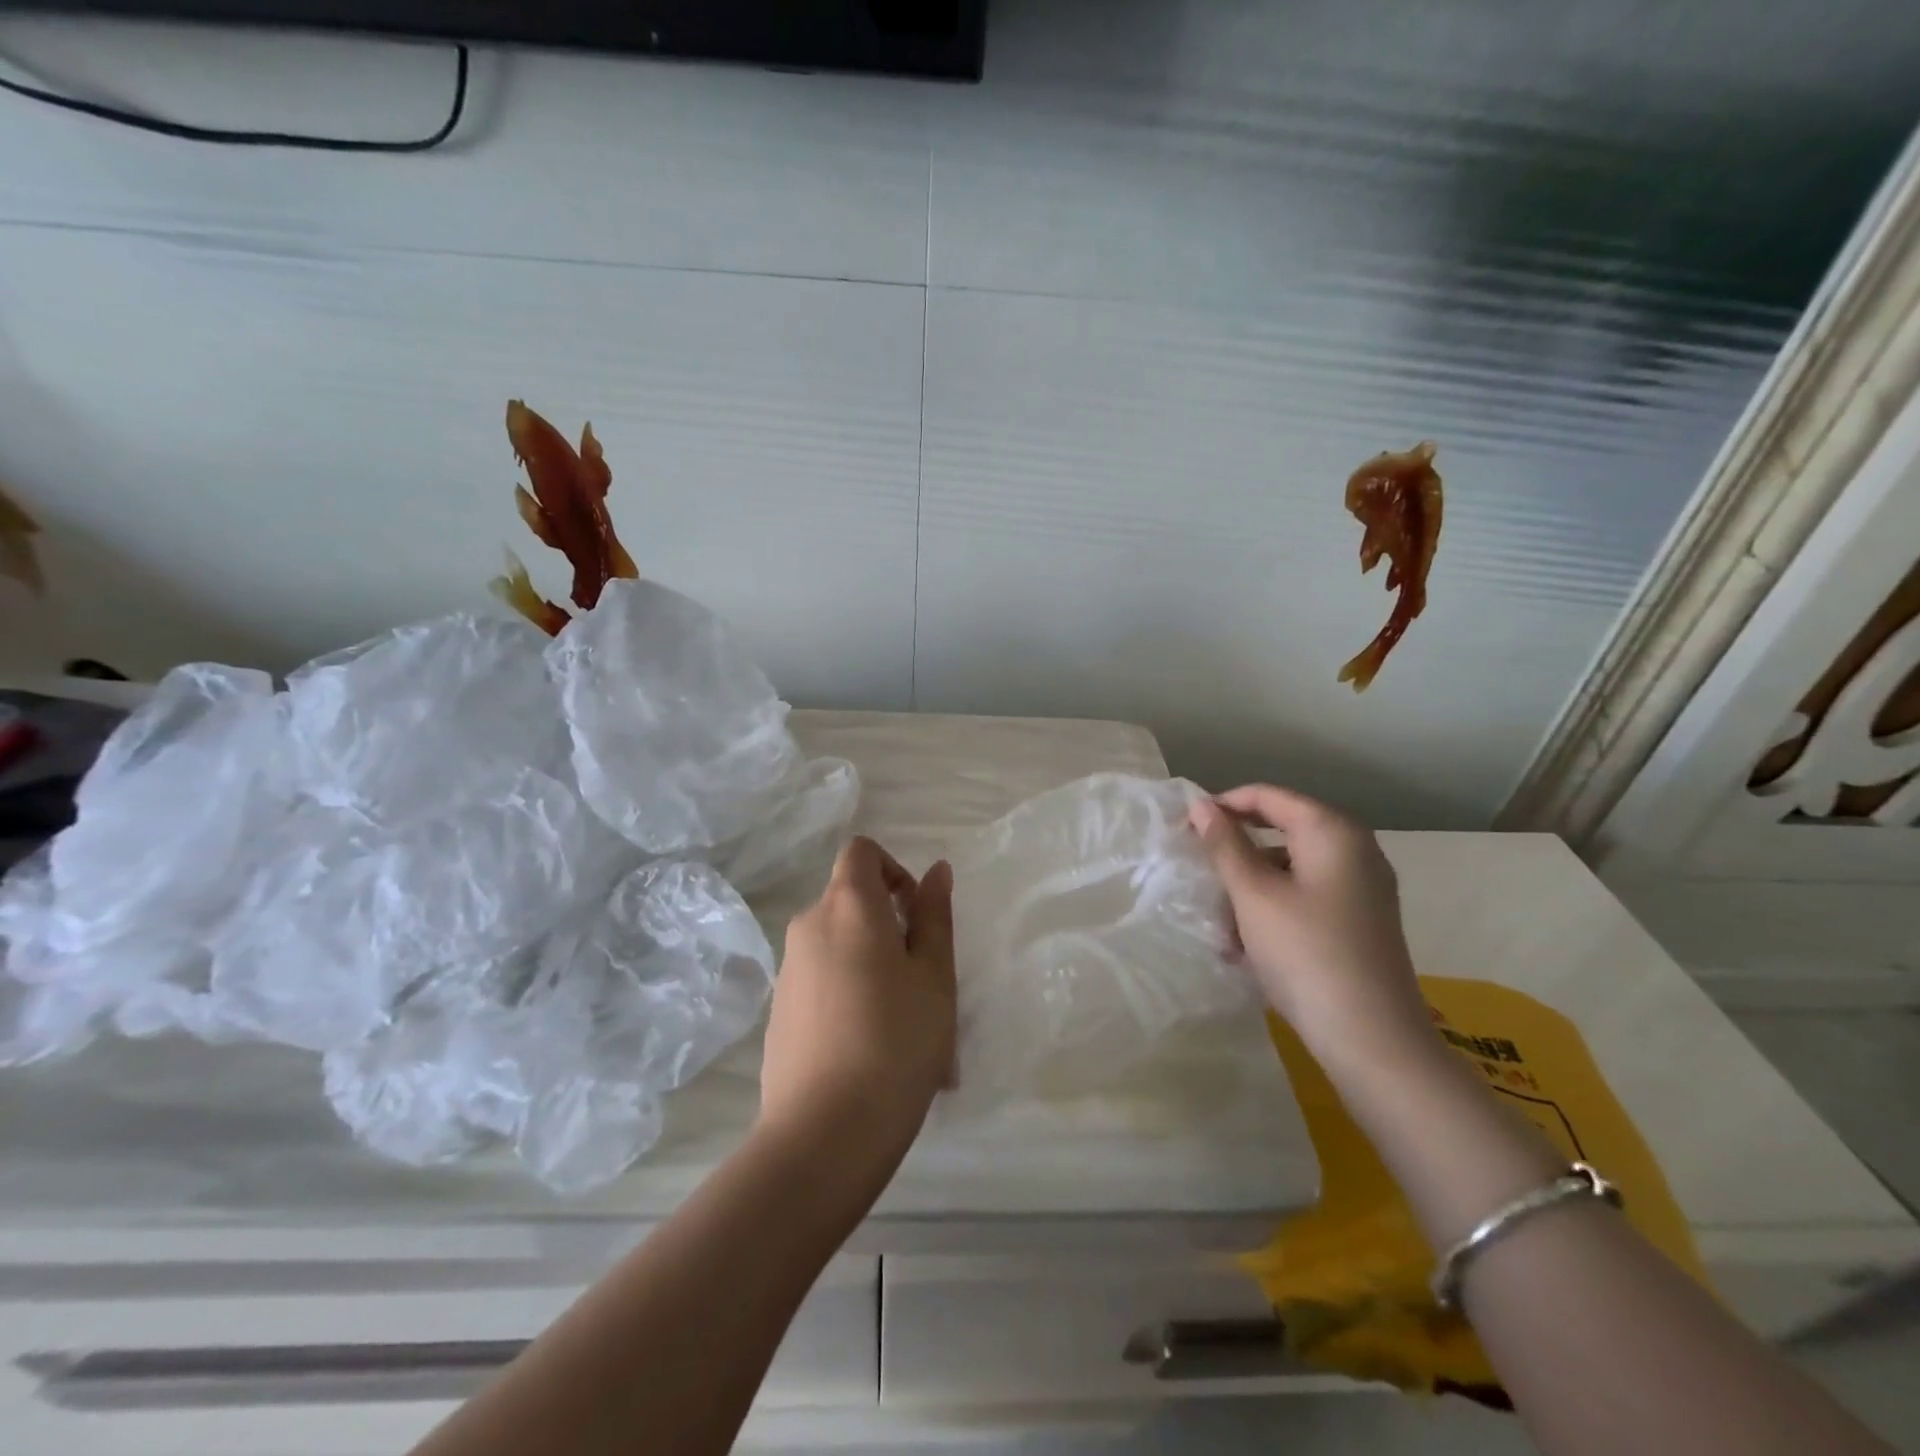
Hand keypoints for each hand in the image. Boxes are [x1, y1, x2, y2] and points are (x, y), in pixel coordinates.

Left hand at [760, 837, 955, 1168]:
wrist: (823, 1134)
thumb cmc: (896, 1042)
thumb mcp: (934, 976)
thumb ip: (934, 916)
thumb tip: (936, 870)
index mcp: (848, 906)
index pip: (861, 852)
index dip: (893, 869)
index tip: (916, 914)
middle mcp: (809, 926)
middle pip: (851, 901)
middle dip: (890, 926)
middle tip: (924, 983)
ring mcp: (788, 970)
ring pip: (840, 947)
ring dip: (874, 967)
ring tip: (908, 1031)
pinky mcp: (779, 1011)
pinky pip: (823, 983)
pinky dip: (850, 996)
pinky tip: (873, 1054)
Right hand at [1189, 785, 1432, 1072]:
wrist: (1372, 1040)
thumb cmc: (1306, 953)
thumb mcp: (1254, 894)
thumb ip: (1225, 845)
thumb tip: (1202, 805)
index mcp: (1333, 832)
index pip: (1269, 796)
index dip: (1224, 805)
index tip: (1185, 827)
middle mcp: (1355, 850)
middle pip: (1281, 832)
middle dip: (1236, 854)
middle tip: (1199, 873)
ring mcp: (1362, 889)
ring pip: (1289, 870)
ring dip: (1249, 890)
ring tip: (1220, 927)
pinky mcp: (1360, 923)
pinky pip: (1305, 899)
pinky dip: (1273, 912)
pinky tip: (1247, 948)